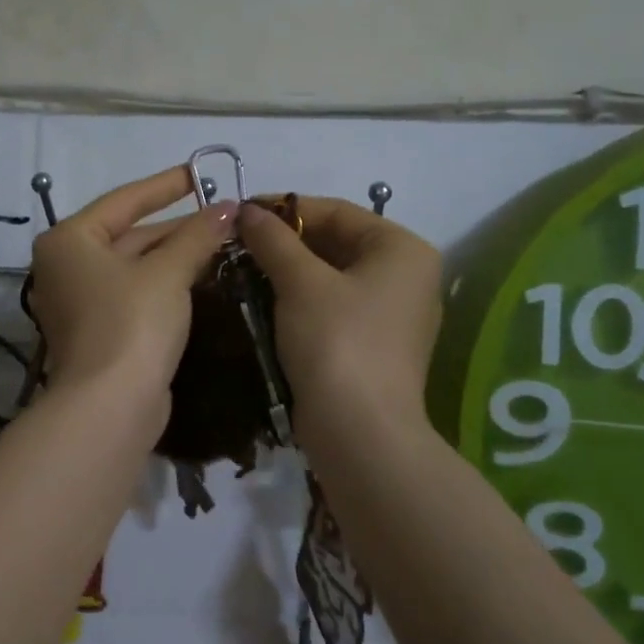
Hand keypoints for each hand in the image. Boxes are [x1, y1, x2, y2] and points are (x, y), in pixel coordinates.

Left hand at [29, 167, 236, 430]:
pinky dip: (166, 284)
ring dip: (176, 256)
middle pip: (129, 235)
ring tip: (222, 242)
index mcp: (69, 240)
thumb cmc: (132, 323)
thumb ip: (196, 236)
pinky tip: (202, 278)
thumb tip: (228, 208)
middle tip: (224, 216)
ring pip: (135, 267)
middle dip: (177, 227)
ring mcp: (80, 302)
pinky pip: (135, 294)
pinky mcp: (99, 331)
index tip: (200, 173)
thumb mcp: (167, 273)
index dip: (165, 185)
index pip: (123, 201)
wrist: (110, 407)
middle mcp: (66, 267)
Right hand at [236, 197, 443, 444]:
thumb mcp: (300, 283)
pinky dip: (300, 299)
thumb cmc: (336, 343)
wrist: (360, 434)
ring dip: (288, 271)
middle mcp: (406, 276)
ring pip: (331, 276)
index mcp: (402, 250)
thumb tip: (247, 210)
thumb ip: (274, 240)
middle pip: (336, 243)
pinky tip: (264, 300)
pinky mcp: (374, 344)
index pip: (337, 212)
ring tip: (242, 268)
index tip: (241, 213)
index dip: (285, 208)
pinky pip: (333, 306)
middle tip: (238, 243)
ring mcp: (393, 313)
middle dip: (285, 242)